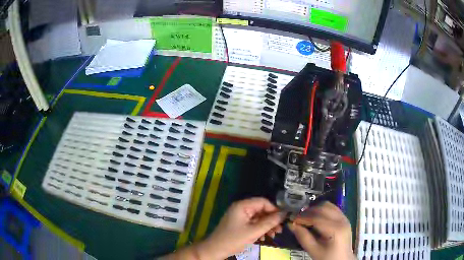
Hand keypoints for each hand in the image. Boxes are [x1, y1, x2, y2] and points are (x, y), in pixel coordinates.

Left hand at [197, 197, 284, 258]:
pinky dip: (260, 229)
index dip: (274, 209)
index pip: (263, 202)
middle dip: (271, 220)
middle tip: (279, 229)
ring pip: (259, 218)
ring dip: (267, 226)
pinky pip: (253, 223)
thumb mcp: (254, 231)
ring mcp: (240, 217)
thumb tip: (284, 214)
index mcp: (242, 206)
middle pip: (261, 210)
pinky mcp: (239, 224)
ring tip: (273, 235)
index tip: (283, 219)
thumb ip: (270, 222)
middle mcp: (241, 208)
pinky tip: (264, 237)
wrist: (215, 250)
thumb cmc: (233, 239)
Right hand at [288, 202, 354, 259]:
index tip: (292, 219)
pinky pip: (332, 209)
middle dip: (309, 211)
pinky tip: (315, 218)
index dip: (303, 217)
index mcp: (335, 229)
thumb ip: (303, 237)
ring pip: (328, 205)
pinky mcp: (344, 218)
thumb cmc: (327, 257)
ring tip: (306, 217)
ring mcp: (344, 218)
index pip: (317, 218)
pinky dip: (322, 210)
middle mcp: (342, 220)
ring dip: (316, 209)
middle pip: (323, 208)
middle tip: (298, 217)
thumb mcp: (313, 250)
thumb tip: (291, 224)